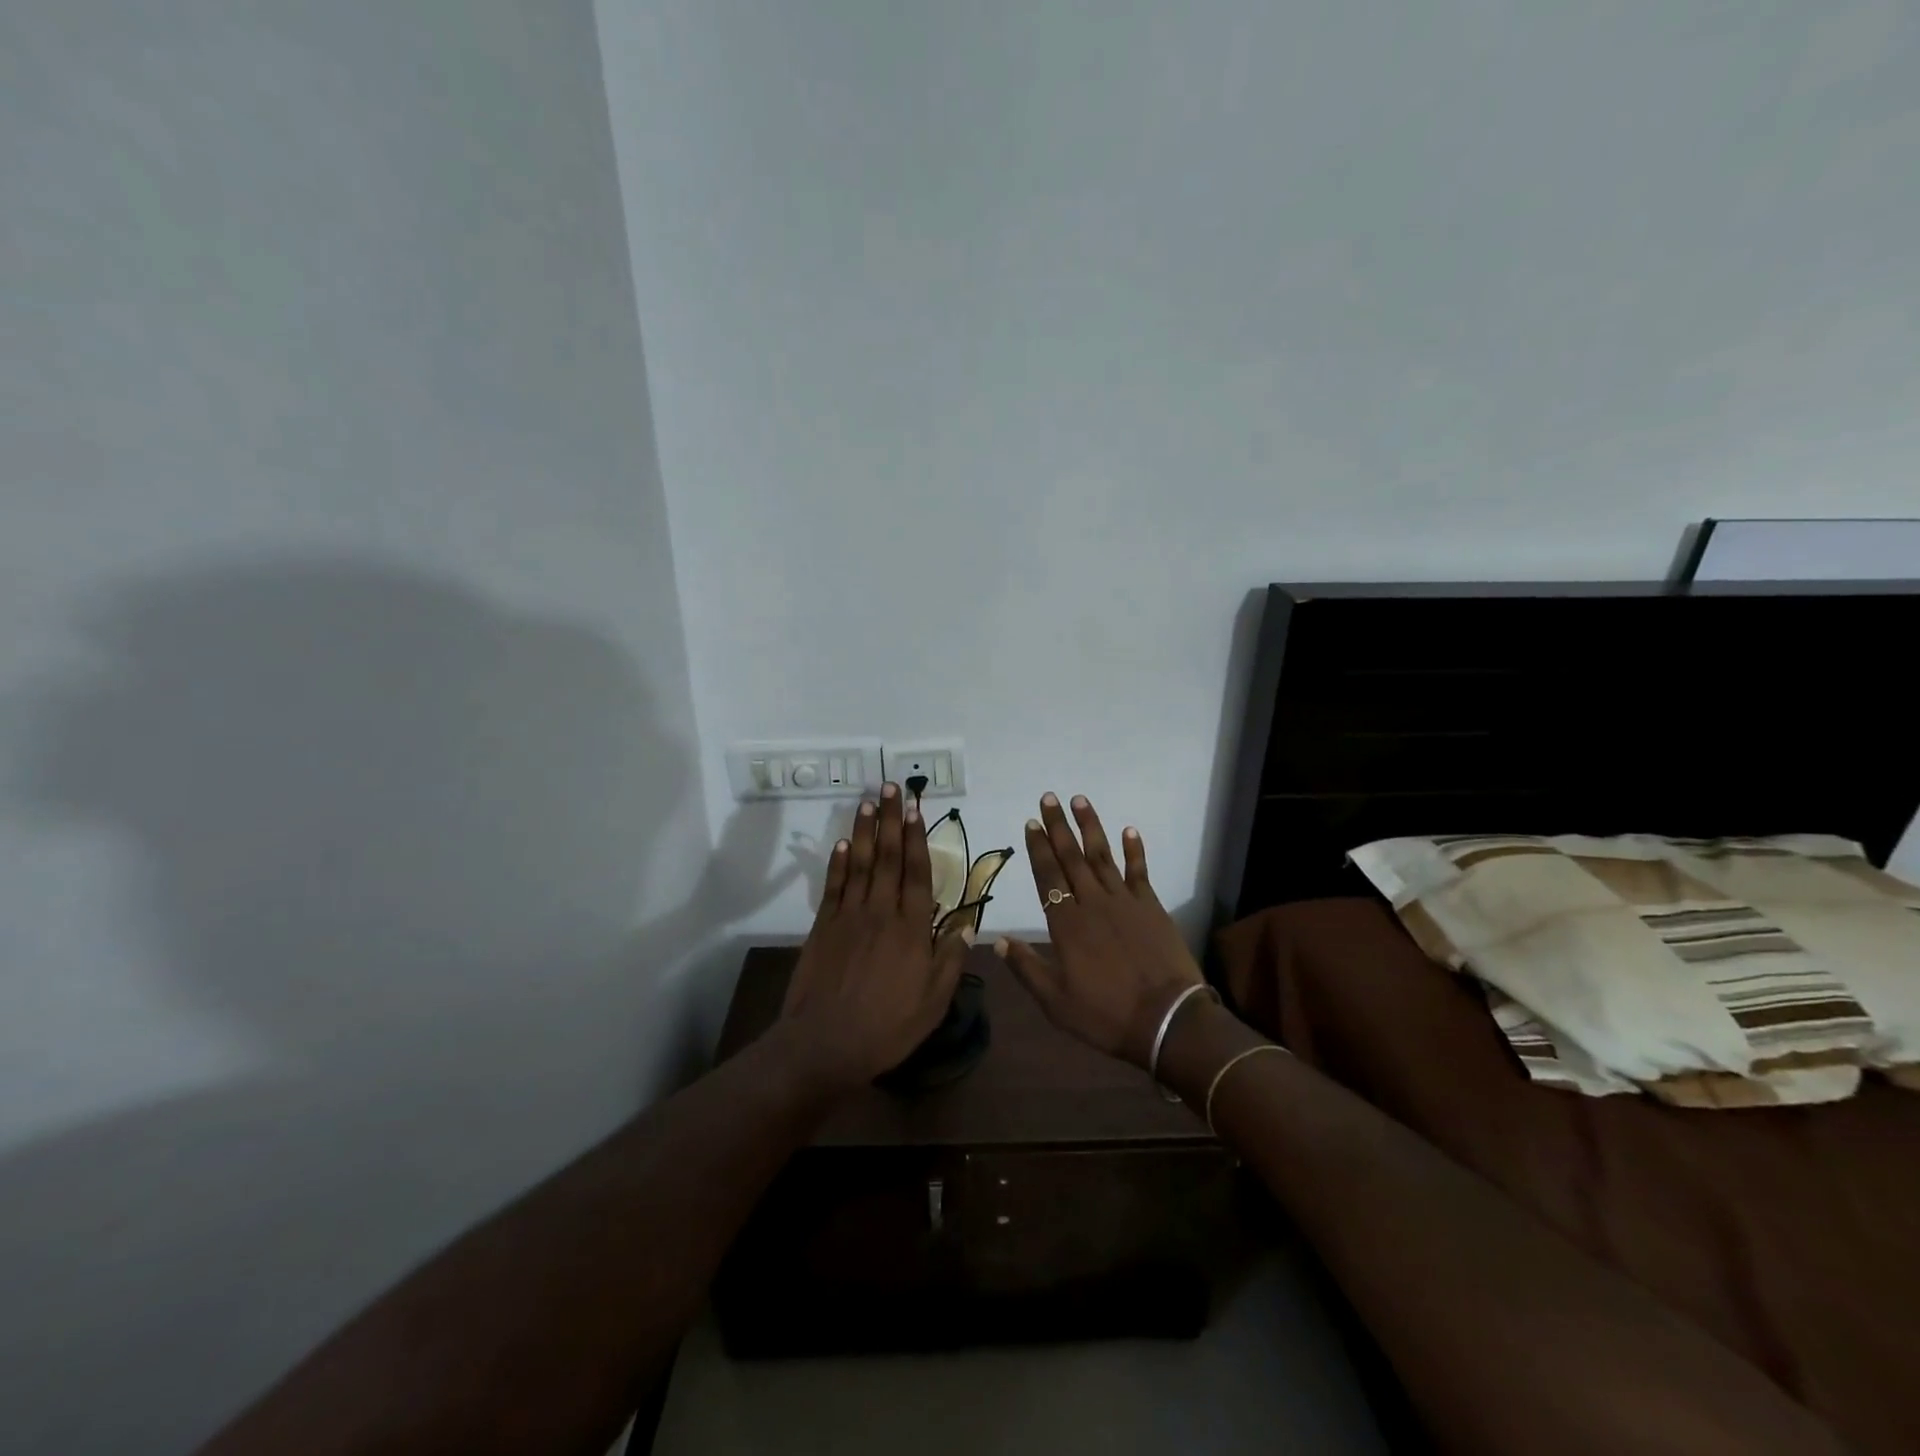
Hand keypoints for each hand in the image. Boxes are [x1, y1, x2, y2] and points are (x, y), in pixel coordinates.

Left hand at [780, 784, 973, 1087]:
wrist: (825, 1044)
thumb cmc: (887, 1026)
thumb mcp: (934, 1001)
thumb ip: (950, 958)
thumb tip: (968, 923)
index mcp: (911, 928)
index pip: (917, 872)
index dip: (916, 838)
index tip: (915, 809)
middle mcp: (881, 911)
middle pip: (887, 857)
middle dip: (890, 820)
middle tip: (891, 787)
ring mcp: (849, 916)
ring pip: (859, 863)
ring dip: (864, 830)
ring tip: (868, 801)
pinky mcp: (824, 926)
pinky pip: (834, 886)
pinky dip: (837, 862)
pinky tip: (842, 843)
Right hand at [994, 793, 1204, 1069]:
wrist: (1168, 1021)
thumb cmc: (1106, 1015)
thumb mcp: (1055, 1002)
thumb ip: (1026, 968)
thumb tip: (998, 941)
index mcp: (1066, 924)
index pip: (1047, 877)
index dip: (1038, 849)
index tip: (1031, 823)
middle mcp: (1092, 903)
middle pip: (1071, 857)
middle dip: (1058, 827)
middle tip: (1049, 798)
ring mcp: (1125, 902)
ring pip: (1102, 856)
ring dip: (1090, 827)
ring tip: (1080, 800)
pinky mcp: (1151, 906)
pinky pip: (1140, 871)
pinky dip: (1135, 850)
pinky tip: (1129, 830)